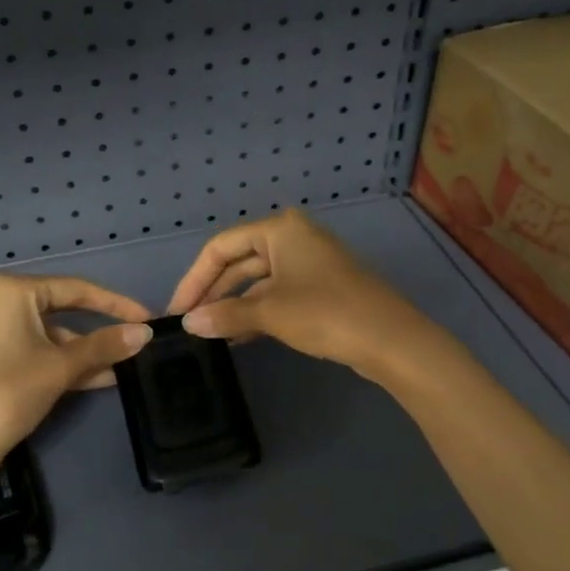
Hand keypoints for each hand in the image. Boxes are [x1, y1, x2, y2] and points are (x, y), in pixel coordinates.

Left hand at [0, 273, 152, 486]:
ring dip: (84, 352)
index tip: (147, 318)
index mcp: (12, 292)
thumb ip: (104, 346)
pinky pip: (36, 353)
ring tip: (122, 368)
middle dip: (100, 330)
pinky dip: (63, 364)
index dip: (116, 304)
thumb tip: (145, 333)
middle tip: (135, 341)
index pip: (76, 289)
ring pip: (50, 336)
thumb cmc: (6, 394)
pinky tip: (97, 380)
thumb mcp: (60, 368)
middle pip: (63, 310)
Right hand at [165, 210, 427, 379]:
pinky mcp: (321, 287)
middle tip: (189, 322)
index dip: (194, 278)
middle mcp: (294, 237)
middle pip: (239, 261)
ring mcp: (310, 262)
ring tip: (209, 332)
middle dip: (213, 291)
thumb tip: (188, 323)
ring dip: (234, 304)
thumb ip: (225, 315)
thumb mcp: (270, 313)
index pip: (221, 247)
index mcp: (280, 229)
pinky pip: (277, 293)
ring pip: (258, 280)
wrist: (391, 340)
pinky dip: (256, 311)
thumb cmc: (326, 313)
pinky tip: (238, 335)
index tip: (177, 309)